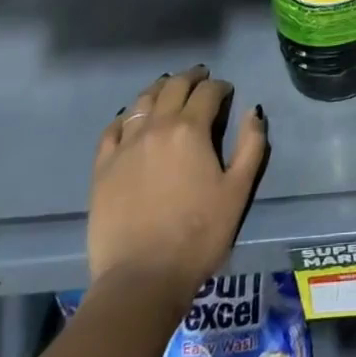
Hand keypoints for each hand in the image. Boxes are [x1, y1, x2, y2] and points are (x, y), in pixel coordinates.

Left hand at [88, 65, 267, 312]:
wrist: (142, 278)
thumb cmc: (198, 235)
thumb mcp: (238, 190)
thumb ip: (251, 145)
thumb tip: (253, 111)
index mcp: (190, 129)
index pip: (207, 92)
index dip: (220, 86)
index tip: (227, 91)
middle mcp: (156, 127)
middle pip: (173, 87)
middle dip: (191, 78)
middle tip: (201, 78)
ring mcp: (125, 146)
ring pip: (141, 101)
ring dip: (159, 89)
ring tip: (169, 89)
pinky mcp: (102, 168)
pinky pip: (113, 129)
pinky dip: (126, 116)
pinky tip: (132, 118)